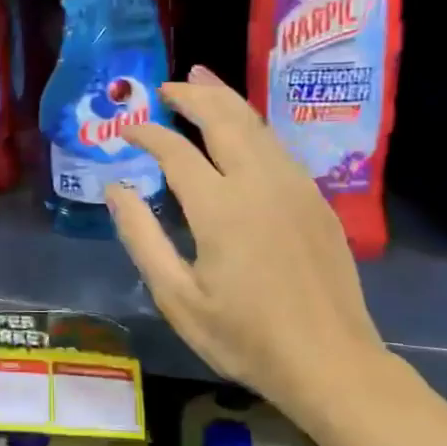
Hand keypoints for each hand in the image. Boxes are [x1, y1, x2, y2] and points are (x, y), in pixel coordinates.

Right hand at [106, 67, 384, 420]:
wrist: (330, 363)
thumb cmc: (244, 337)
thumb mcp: (177, 297)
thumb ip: (142, 237)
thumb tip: (116, 190)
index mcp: (221, 208)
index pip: (176, 151)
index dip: (148, 134)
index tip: (126, 130)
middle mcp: (260, 183)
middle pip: (224, 119)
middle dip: (192, 96)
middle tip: (166, 86)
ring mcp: (295, 188)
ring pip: (257, 126)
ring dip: (226, 100)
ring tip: (202, 81)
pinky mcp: (316, 201)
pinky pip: (278, 147)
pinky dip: (252, 126)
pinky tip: (242, 130)